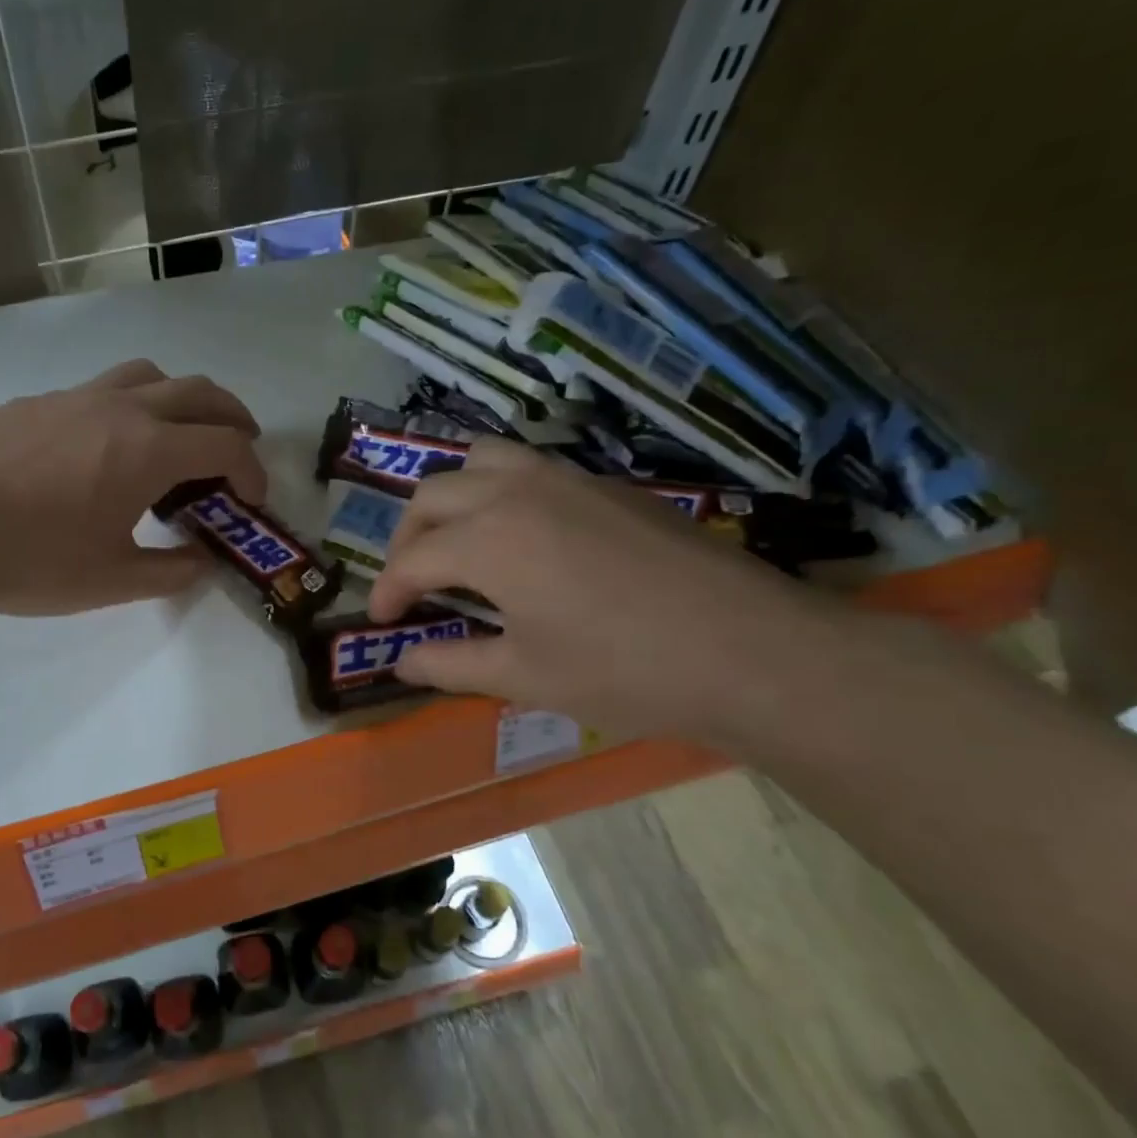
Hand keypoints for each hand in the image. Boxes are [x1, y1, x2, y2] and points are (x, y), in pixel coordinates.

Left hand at [0, 359, 268, 616]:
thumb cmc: (31, 561)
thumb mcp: (112, 581)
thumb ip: (170, 572)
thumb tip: (202, 562)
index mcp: (147, 451)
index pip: (225, 444)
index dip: (252, 470)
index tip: (252, 499)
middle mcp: (120, 408)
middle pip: (199, 391)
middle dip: (232, 417)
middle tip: (239, 446)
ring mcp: (74, 397)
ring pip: (147, 375)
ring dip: (180, 398)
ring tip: (178, 434)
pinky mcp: (36, 402)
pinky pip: (98, 390)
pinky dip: (125, 408)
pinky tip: (102, 449)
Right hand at [367, 440, 853, 743]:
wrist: (753, 651)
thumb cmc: (625, 671)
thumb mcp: (524, 677)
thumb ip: (451, 664)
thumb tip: (403, 663)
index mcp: (488, 539)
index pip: (413, 559)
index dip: (388, 591)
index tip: (383, 623)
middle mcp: (517, 491)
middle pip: (433, 494)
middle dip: (408, 538)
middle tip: (412, 584)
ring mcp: (567, 479)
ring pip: (481, 461)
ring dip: (452, 498)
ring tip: (457, 543)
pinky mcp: (607, 485)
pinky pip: (529, 468)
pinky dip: (499, 492)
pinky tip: (521, 539)